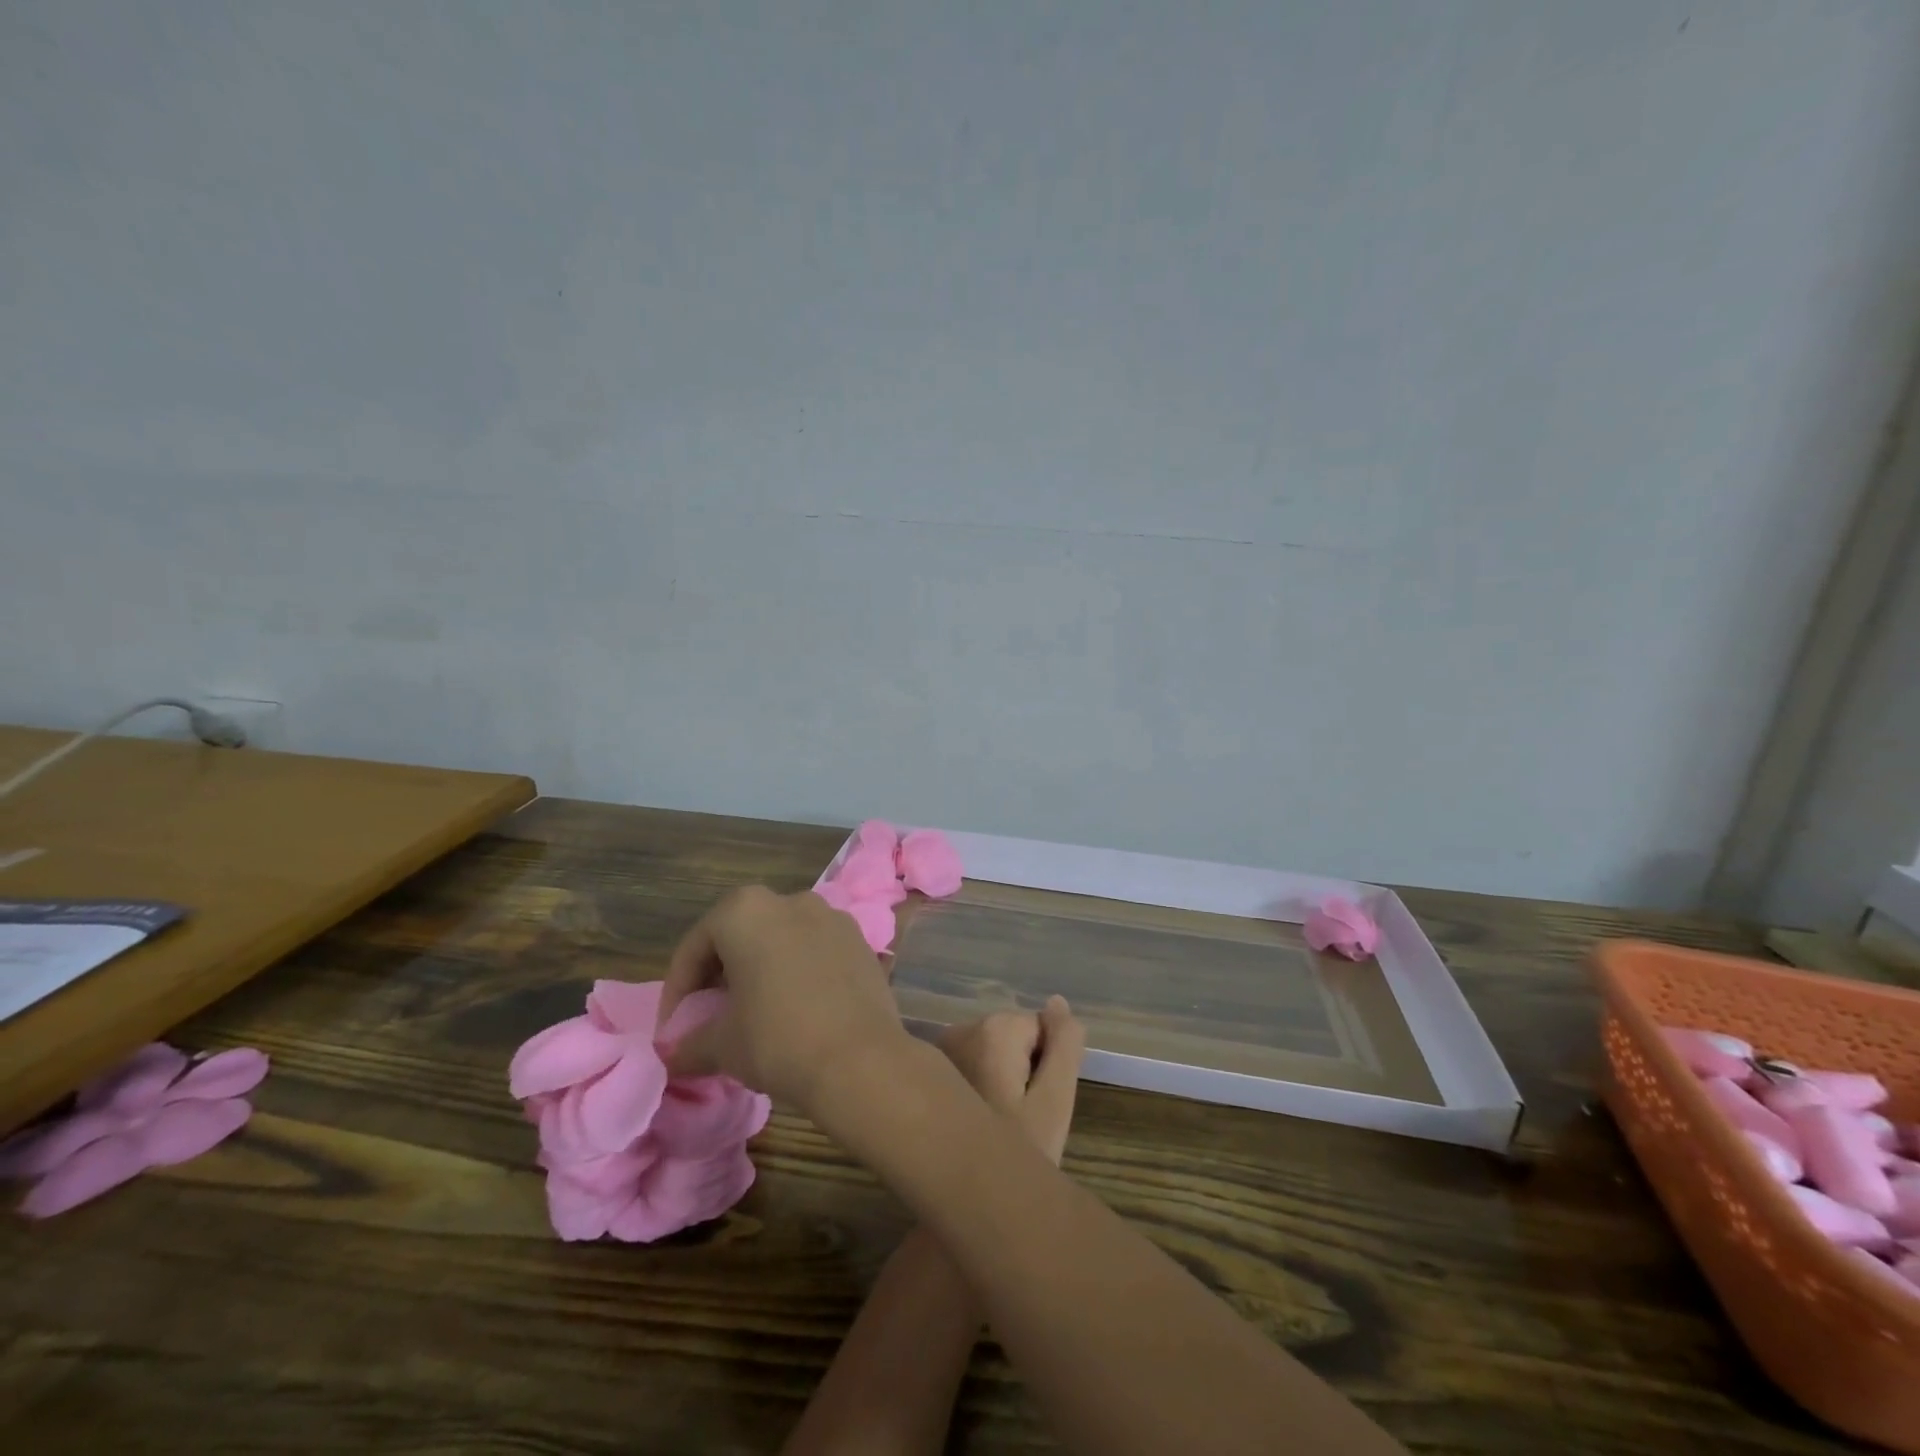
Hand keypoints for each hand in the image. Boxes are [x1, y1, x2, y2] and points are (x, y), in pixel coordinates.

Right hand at [658, 886, 907, 1108]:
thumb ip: (689, 1042)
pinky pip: (816, 950)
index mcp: (746, 911)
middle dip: (720, 973)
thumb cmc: (778, 1040)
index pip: (696, 945)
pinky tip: (796, 1008)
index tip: (674, 1028)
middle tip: (709, 1015)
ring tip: (753, 1012)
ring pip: (781, 939)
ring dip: (761, 969)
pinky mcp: (860, 940)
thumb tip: (673, 1051)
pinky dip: (798, 971)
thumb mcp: (720, 1046)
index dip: (678, 989)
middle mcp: (791, 900)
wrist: (860, 1059)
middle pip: (740, 934)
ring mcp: (831, 916)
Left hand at [939, 996, 1085, 1164]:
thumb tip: (1057, 1003)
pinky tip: (975, 1118)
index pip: (1039, 1029)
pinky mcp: (929, 1068)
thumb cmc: (1016, 1154)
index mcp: (993, 1030)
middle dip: (1022, 1069)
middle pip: (1013, 1037)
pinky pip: (970, 1063)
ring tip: (997, 1121)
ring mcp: (940, 1048)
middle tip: (1019, 1118)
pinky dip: (979, 1084)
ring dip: (1001, 1078)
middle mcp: (961, 1028)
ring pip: (992, 1051)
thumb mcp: (1055, 1102)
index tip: (1033, 1103)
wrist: (959, 1202)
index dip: (1045, 1066)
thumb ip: (1064, 1046)